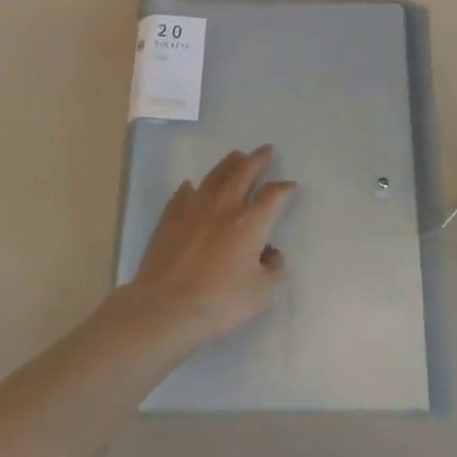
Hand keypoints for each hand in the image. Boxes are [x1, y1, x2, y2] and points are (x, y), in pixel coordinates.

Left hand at [125, 148, 294, 350]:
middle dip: (257, 160)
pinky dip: (193, 187)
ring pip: (215, 176)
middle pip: (243, 173)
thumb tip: (271, 254)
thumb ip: (273, 270)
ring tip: (237, 156)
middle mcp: (225, 207)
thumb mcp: (261, 293)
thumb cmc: (219, 302)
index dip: (284, 188)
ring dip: (229, 164)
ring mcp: (195, 208)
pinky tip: (193, 186)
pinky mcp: (171, 217)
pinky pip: (184, 193)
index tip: (290, 186)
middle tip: (265, 150)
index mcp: (251, 223)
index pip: (273, 196)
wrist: (166, 306)